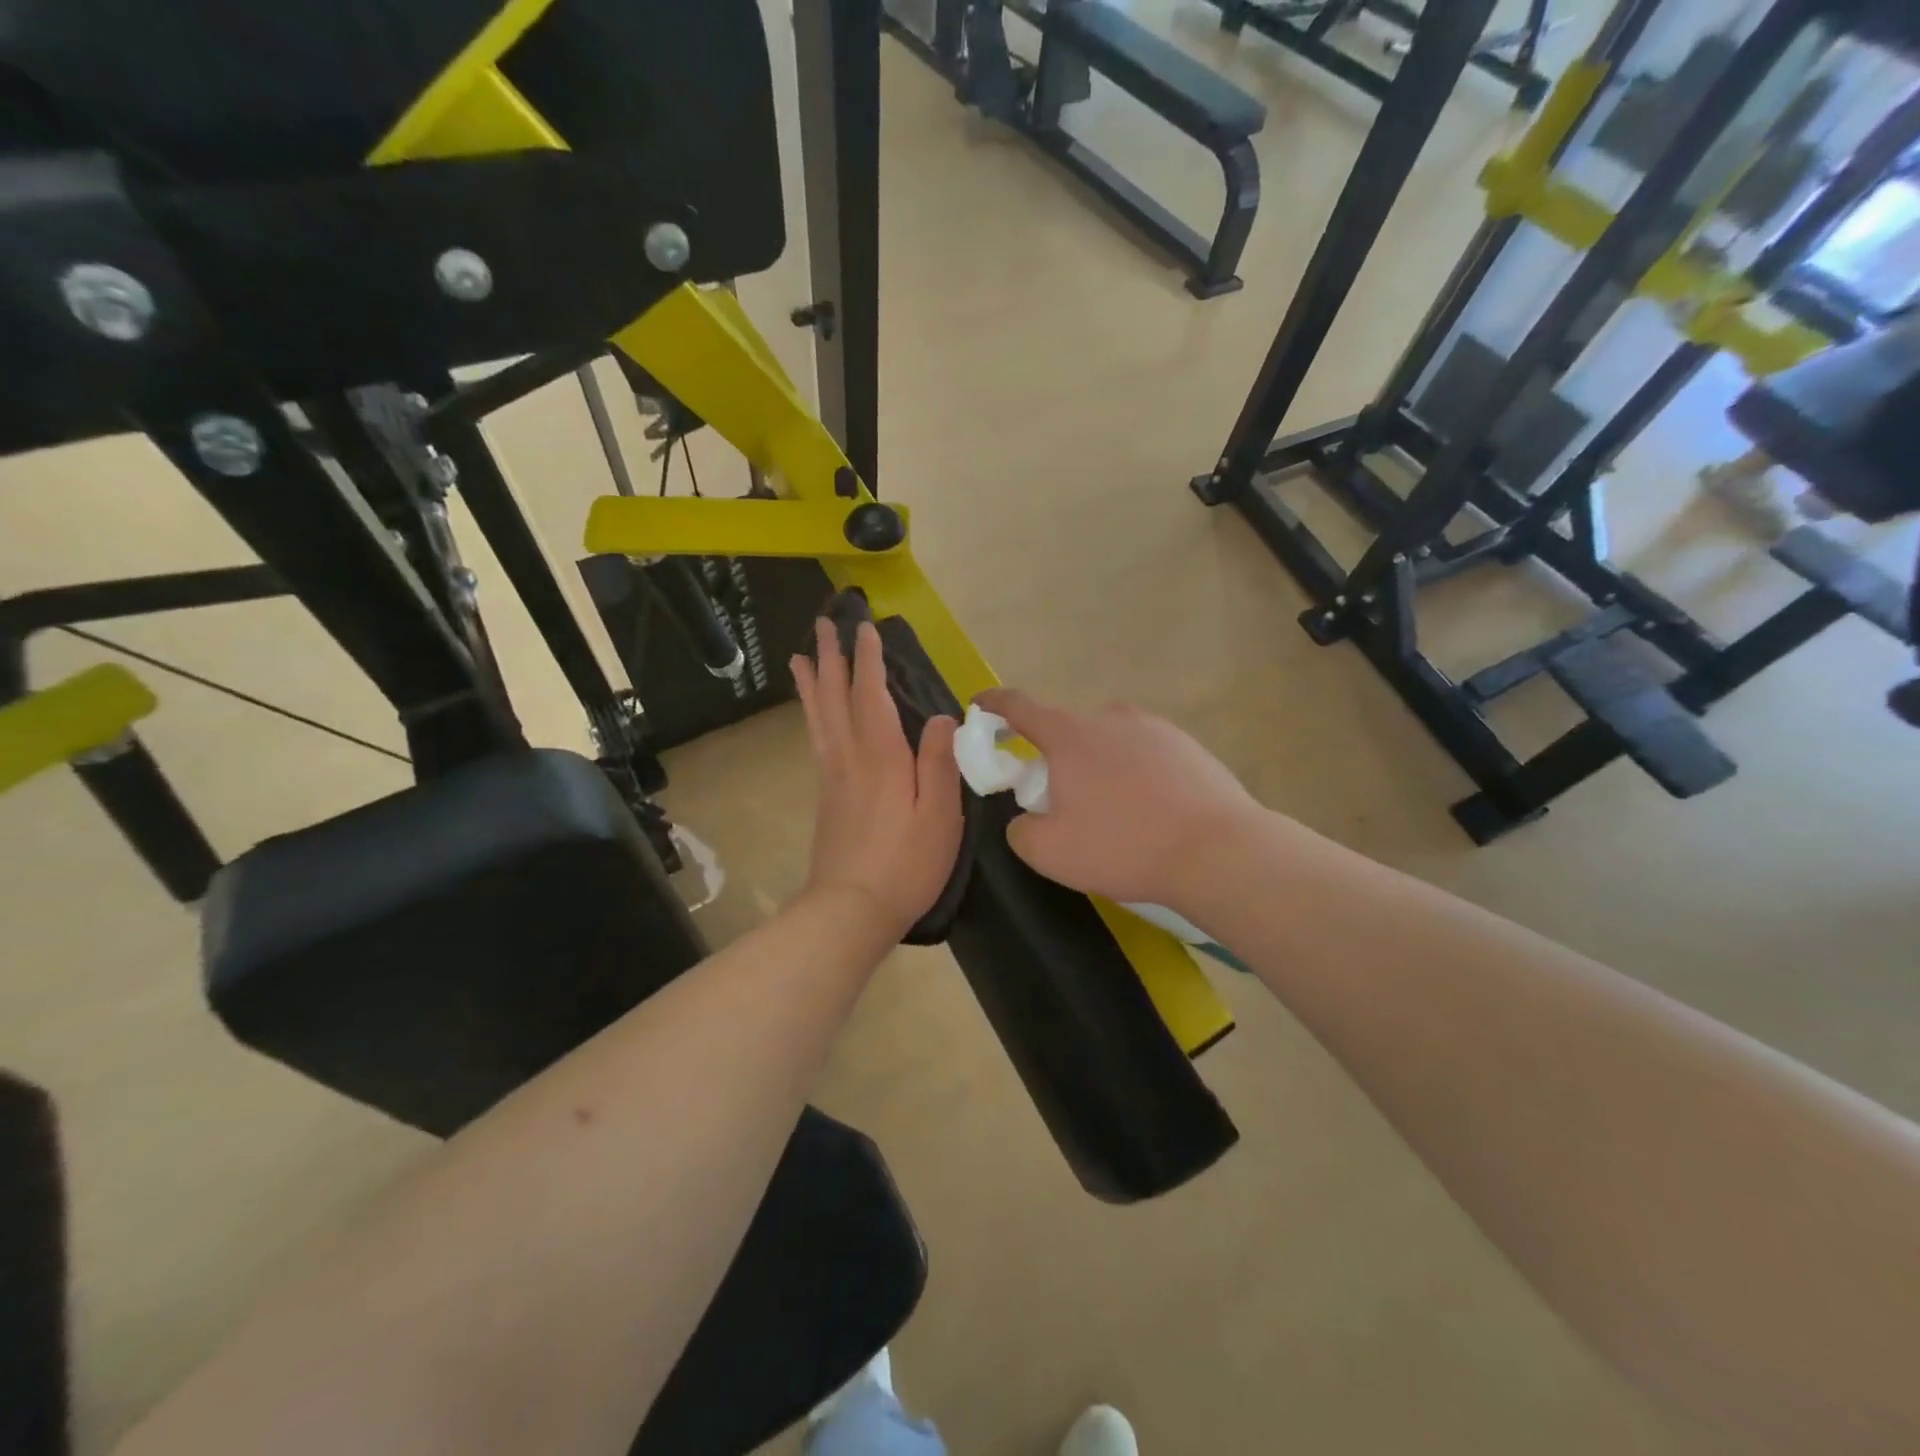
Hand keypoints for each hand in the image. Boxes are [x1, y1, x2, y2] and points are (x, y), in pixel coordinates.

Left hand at [791, 619, 962, 939]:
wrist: (851, 909)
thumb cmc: (906, 863)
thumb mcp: (939, 815)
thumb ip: (940, 763)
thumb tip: (943, 717)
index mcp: (882, 757)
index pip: (872, 695)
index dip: (869, 659)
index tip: (864, 627)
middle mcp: (850, 758)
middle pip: (836, 697)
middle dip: (831, 658)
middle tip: (822, 624)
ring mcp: (832, 777)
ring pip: (819, 717)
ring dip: (812, 683)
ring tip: (801, 656)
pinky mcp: (826, 796)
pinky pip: (817, 739)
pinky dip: (812, 715)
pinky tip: (815, 713)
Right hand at [973, 689, 1261, 912]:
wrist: (1218, 851)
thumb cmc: (1124, 845)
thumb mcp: (1051, 852)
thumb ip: (1021, 830)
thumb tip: (1026, 820)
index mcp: (1070, 735)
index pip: (1019, 706)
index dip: (994, 704)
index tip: (979, 705)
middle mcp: (1110, 718)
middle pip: (1067, 731)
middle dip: (1055, 758)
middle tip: (1062, 801)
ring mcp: (1154, 728)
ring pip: (1109, 744)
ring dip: (1099, 768)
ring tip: (1115, 815)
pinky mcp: (1188, 746)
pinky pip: (1146, 755)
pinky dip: (1136, 776)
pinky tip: (1152, 813)